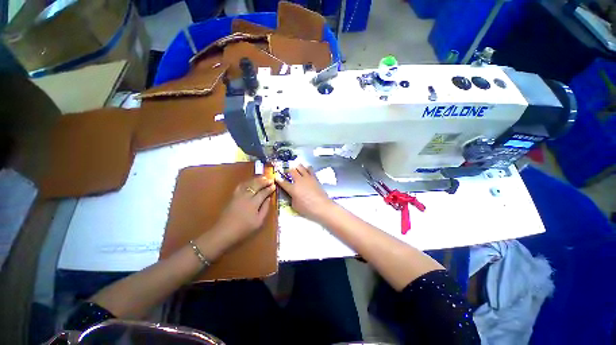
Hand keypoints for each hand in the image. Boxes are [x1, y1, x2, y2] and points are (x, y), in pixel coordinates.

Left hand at [210, 176, 275, 250]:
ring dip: (257, 180)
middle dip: (264, 181)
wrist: (224, 231)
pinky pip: (241, 185)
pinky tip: (251, 181)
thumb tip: (268, 199)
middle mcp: (246, 196)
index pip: (263, 193)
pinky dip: (247, 182)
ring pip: (249, 183)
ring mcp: (238, 195)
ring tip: (263, 177)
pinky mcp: (233, 196)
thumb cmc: (244, 228)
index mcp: (254, 203)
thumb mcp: (258, 222)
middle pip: (256, 185)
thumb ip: (265, 209)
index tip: (274, 185)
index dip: (269, 188)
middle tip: (270, 179)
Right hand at [275, 164, 334, 221]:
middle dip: (288, 170)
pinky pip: (310, 169)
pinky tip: (306, 169)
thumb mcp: (295, 206)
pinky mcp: (314, 178)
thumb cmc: (307, 209)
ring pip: (301, 167)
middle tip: (287, 172)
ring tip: (296, 168)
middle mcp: (299, 181)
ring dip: (297, 167)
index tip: (276, 177)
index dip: (278, 179)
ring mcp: (307, 178)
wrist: (322, 206)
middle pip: (292, 171)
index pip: (283, 182)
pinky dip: (307, 168)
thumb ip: (292, 198)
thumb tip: (293, 194)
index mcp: (293, 189)